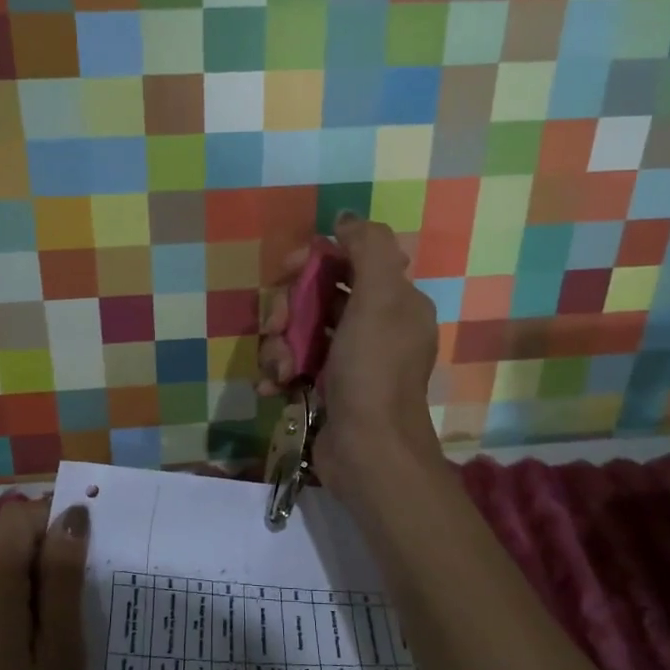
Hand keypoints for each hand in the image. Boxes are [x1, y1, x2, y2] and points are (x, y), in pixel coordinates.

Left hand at [0, 499, 89, 669]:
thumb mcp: (62, 653)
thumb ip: (63, 578)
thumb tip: (72, 515)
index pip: (18, 517)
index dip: (57, 524)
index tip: (93, 562)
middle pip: (9, 549)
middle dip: (53, 565)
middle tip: (92, 611)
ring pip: (2, 584)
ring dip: (41, 598)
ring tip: (74, 646)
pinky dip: (21, 622)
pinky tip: (44, 669)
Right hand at [258, 214, 444, 501]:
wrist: (368, 451)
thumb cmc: (373, 370)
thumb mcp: (380, 299)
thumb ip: (369, 248)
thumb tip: (346, 217)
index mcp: (394, 301)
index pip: (348, 261)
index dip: (314, 260)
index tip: (288, 269)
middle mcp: (374, 326)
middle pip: (318, 294)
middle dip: (289, 307)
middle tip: (277, 326)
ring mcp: (349, 360)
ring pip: (300, 330)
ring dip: (279, 345)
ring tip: (279, 368)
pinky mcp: (326, 388)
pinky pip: (294, 363)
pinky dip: (280, 371)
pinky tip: (275, 386)